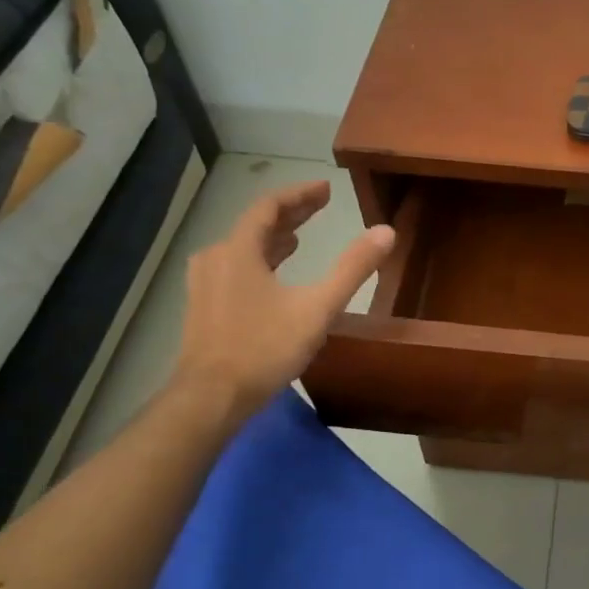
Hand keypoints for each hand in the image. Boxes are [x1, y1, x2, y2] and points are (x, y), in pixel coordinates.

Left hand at [172, 182, 394, 421]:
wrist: (209, 400)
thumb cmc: (264, 348)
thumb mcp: (318, 307)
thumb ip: (352, 268)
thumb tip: (386, 231)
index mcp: (239, 250)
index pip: (269, 207)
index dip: (300, 194)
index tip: (326, 188)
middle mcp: (216, 259)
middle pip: (255, 225)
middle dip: (290, 214)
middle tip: (320, 206)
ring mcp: (204, 285)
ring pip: (242, 248)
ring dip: (273, 238)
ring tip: (300, 238)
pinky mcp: (202, 307)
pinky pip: (234, 268)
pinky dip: (259, 260)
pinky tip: (274, 276)